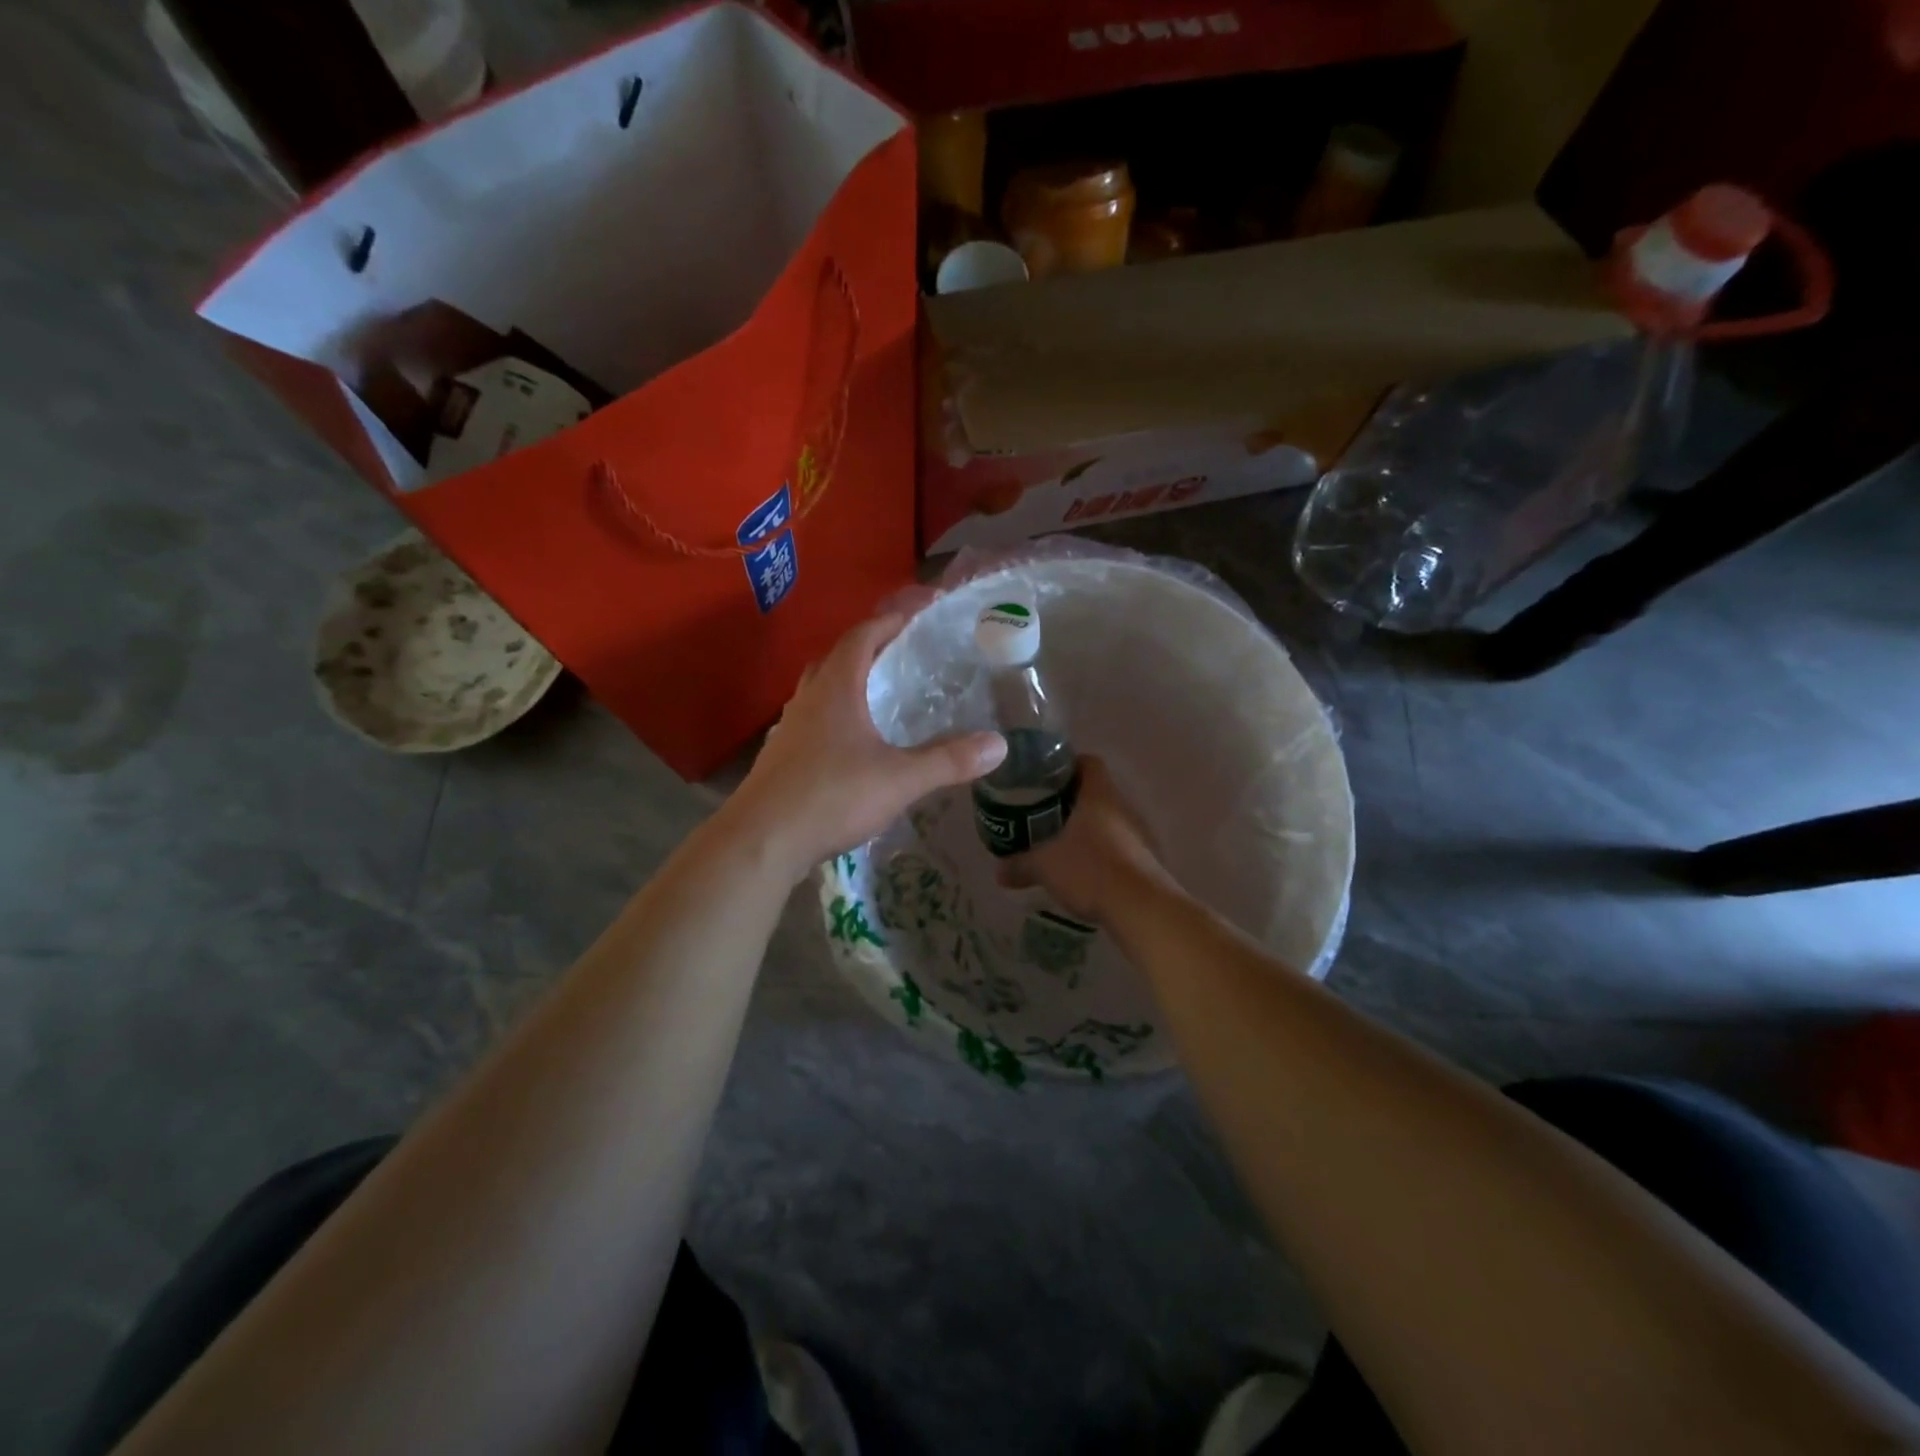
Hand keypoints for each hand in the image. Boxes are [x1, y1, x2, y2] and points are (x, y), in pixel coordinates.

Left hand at [727, 613, 1007, 880]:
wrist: (761, 840)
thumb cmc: (831, 797)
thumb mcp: (900, 779)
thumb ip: (948, 761)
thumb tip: (999, 744)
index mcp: (837, 687)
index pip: (864, 635)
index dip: (892, 618)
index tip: (920, 609)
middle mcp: (809, 697)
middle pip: (839, 655)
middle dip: (871, 644)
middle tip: (903, 648)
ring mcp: (790, 726)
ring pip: (821, 687)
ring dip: (849, 678)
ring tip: (880, 689)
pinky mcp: (781, 754)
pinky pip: (813, 717)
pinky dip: (836, 712)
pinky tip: (852, 738)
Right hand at [999, 756, 1170, 921]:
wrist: (1141, 907)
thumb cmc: (1090, 869)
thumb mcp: (1045, 866)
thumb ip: (1020, 864)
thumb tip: (998, 871)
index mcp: (1099, 795)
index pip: (1088, 762)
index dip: (1067, 765)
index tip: (1045, 779)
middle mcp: (1122, 807)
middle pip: (1096, 792)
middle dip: (1070, 801)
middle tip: (1042, 813)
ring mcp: (1138, 833)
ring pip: (1107, 820)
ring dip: (1086, 828)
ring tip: (1059, 843)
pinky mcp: (1145, 859)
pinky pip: (1117, 845)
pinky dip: (1099, 852)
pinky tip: (1081, 869)